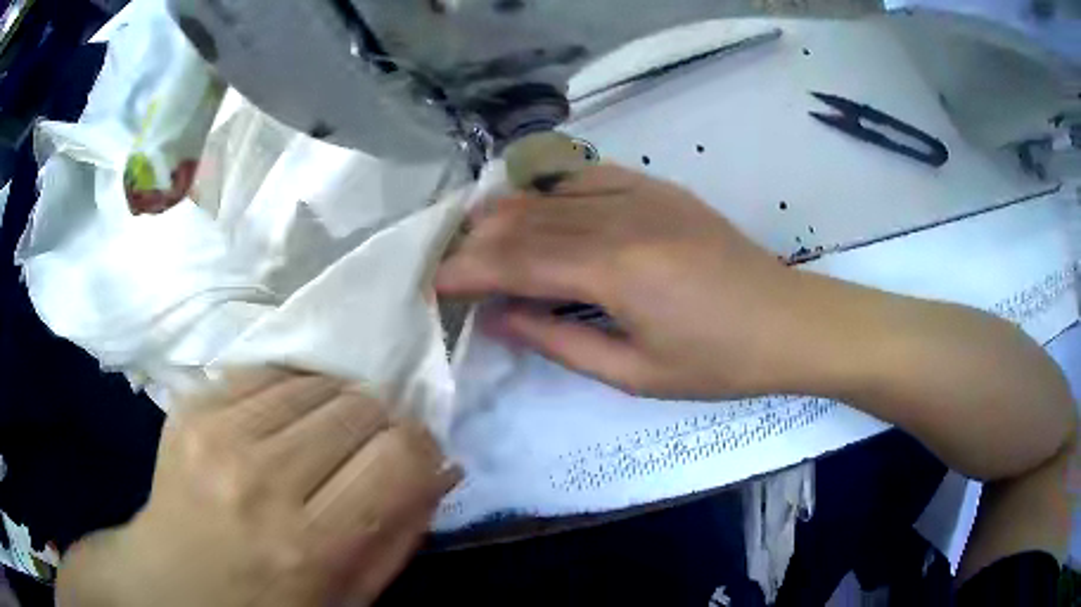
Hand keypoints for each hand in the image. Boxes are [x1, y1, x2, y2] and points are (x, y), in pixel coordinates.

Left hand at [58, 369, 459, 606]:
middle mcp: (263, 480)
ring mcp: (218, 433)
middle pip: (358, 407)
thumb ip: (401, 534)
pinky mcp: (192, 405)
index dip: (420, 447)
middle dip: (377, 424)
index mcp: (310, 544)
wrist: (172, 583)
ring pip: (314, 380)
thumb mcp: (350, 598)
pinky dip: (290, 389)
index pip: (399, 456)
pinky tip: (283, 418)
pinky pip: (266, 368)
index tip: (413, 456)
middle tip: (363, 449)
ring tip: (320, 434)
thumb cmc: (268, 605)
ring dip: (333, 404)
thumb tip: (441, 466)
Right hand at [437, 165, 805, 398]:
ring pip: (549, 192)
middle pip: (523, 219)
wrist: (788, 322)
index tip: (431, 282)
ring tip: (474, 234)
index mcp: (614, 270)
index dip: (465, 269)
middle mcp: (619, 218)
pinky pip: (587, 175)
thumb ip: (558, 340)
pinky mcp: (657, 188)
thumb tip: (498, 317)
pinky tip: (532, 200)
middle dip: (474, 241)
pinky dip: (549, 186)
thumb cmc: (718, 362)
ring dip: (503, 211)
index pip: (514, 260)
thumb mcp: (635, 372)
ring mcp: (640, 195)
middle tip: (445, 262)